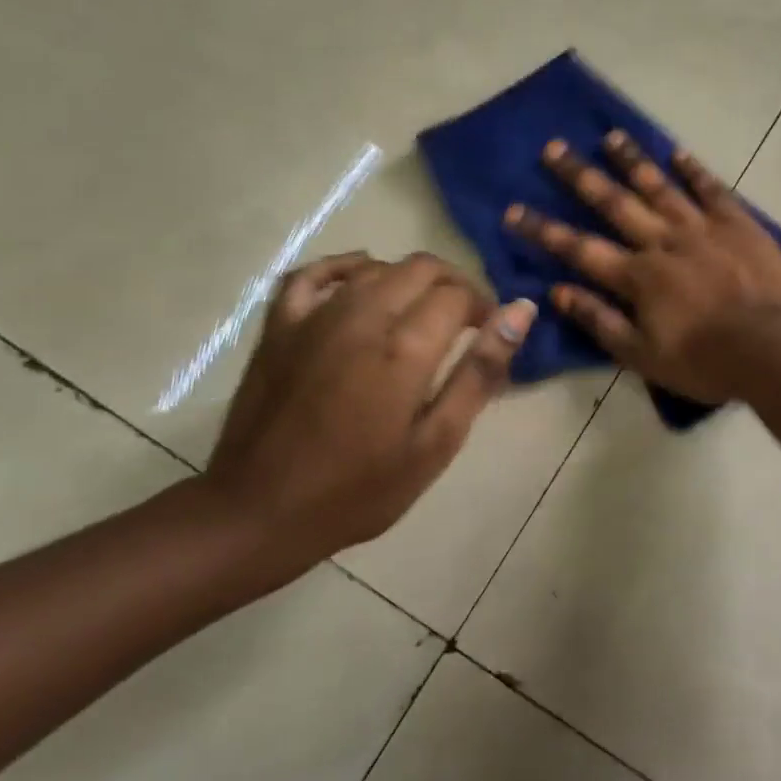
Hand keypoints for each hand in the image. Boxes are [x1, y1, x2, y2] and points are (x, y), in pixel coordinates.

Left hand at [206, 252, 535, 566]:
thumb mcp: (437, 442)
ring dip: (409, 279)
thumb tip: (520, 312)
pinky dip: (343, 267)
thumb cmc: (360, 488)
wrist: (260, 513)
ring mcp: (314, 317)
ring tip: (420, 314)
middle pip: (421, 268)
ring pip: (376, 267)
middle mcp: (361, 317)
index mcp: (404, 349)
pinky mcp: (279, 326)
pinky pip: (313, 273)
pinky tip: (361, 277)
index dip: (484, 308)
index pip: (458, 296)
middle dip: (453, 286)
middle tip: (463, 323)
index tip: (490, 335)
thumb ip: (480, 372)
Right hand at [504, 132, 780, 402]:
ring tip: (609, 136)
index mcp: (638, 276)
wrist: (772, 347)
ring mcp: (702, 227)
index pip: (579, 249)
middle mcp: (662, 241)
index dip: (544, 230)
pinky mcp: (738, 222)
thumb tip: (558, 292)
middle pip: (614, 203)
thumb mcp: (642, 356)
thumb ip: (600, 321)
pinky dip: (693, 170)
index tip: (513, 210)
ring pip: (659, 186)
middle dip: (579, 176)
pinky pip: (711, 189)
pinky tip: (677, 153)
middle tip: (553, 147)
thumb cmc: (705, 360)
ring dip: (632, 160)